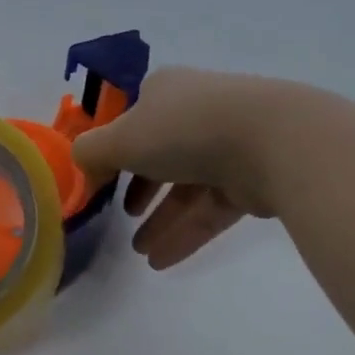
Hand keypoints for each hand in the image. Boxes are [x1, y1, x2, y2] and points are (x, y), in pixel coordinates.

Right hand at [71, 67, 283, 269]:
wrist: (273, 142)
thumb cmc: (184, 130)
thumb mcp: (119, 139)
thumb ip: (89, 154)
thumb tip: (81, 169)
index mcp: (166, 92)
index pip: (133, 120)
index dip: (114, 150)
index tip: (100, 181)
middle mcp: (197, 113)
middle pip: (160, 155)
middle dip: (139, 190)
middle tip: (123, 217)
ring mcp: (229, 145)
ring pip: (187, 188)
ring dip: (160, 221)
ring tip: (140, 252)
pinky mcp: (253, 179)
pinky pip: (211, 209)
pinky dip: (186, 232)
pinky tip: (162, 261)